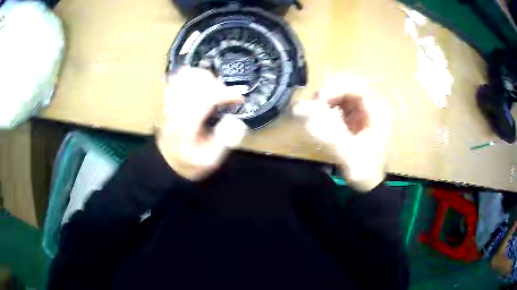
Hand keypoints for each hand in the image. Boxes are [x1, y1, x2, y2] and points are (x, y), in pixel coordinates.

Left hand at [156, 67, 247, 180]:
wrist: (168, 160)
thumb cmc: (190, 161)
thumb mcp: (210, 160)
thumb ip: (223, 141)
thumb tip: (234, 120)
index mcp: (187, 125)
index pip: (206, 98)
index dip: (226, 94)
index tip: (240, 97)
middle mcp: (176, 110)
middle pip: (196, 82)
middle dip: (217, 84)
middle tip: (226, 95)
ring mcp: (169, 102)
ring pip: (186, 75)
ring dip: (205, 78)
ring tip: (214, 88)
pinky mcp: (167, 99)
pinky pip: (176, 77)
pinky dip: (191, 75)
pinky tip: (199, 83)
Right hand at [293, 74, 392, 191]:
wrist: (371, 183)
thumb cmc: (364, 170)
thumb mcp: (348, 155)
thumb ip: (326, 133)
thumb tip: (300, 110)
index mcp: (379, 113)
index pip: (358, 88)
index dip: (336, 88)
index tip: (319, 100)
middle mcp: (375, 107)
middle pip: (351, 87)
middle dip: (331, 92)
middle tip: (315, 105)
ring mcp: (367, 111)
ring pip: (346, 93)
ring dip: (330, 99)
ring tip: (318, 111)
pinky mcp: (360, 117)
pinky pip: (344, 103)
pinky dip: (332, 106)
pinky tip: (325, 117)